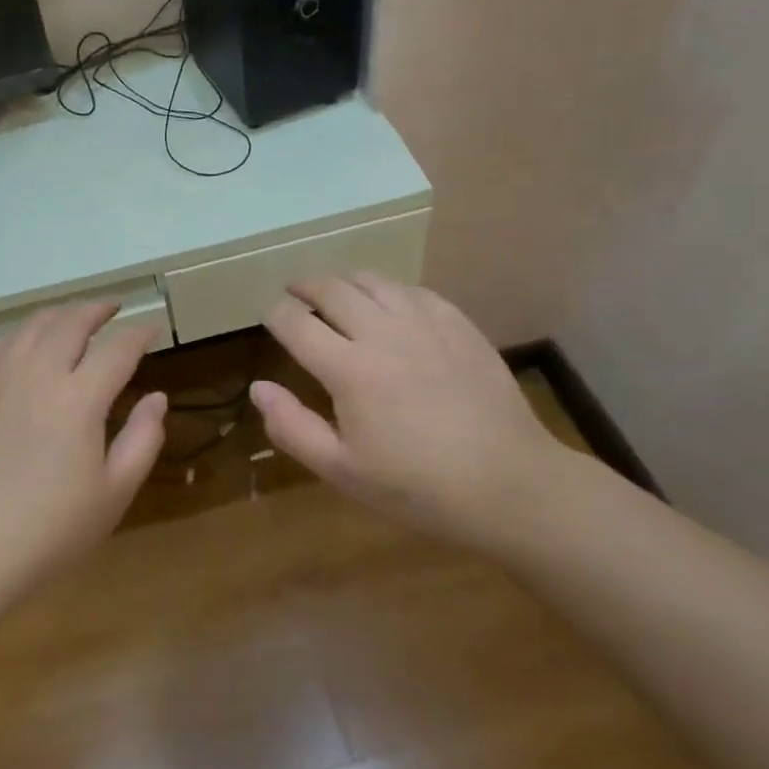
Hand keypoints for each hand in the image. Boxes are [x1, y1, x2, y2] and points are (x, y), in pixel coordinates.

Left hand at [0, 302, 166, 642]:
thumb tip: (157, 398)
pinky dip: (24, 333)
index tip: (154, 329)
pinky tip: (29, 342)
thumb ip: (143, 438)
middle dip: (99, 309)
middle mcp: (39, 374)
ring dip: (61, 314)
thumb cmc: (51, 528)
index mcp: (79, 398)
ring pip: (34, 325)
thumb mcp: (114, 492)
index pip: (118, 348)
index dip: (140, 333)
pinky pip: (1, 344)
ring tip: (76, 318)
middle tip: (115, 308)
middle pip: (72, 321)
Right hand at [252, 273, 562, 549]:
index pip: (295, 323)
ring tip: (335, 292)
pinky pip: (412, 289)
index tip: (270, 316)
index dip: (275, 314)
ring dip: (344, 281)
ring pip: (372, 280)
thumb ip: (292, 427)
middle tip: (294, 292)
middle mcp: (383, 332)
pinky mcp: (458, 323)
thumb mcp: (343, 471)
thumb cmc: (418, 487)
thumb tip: (257, 388)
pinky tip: (388, 305)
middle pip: (331, 289)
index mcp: (349, 369)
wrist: (510, 485)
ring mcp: (425, 322)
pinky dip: (387, 290)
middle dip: (304, 286)